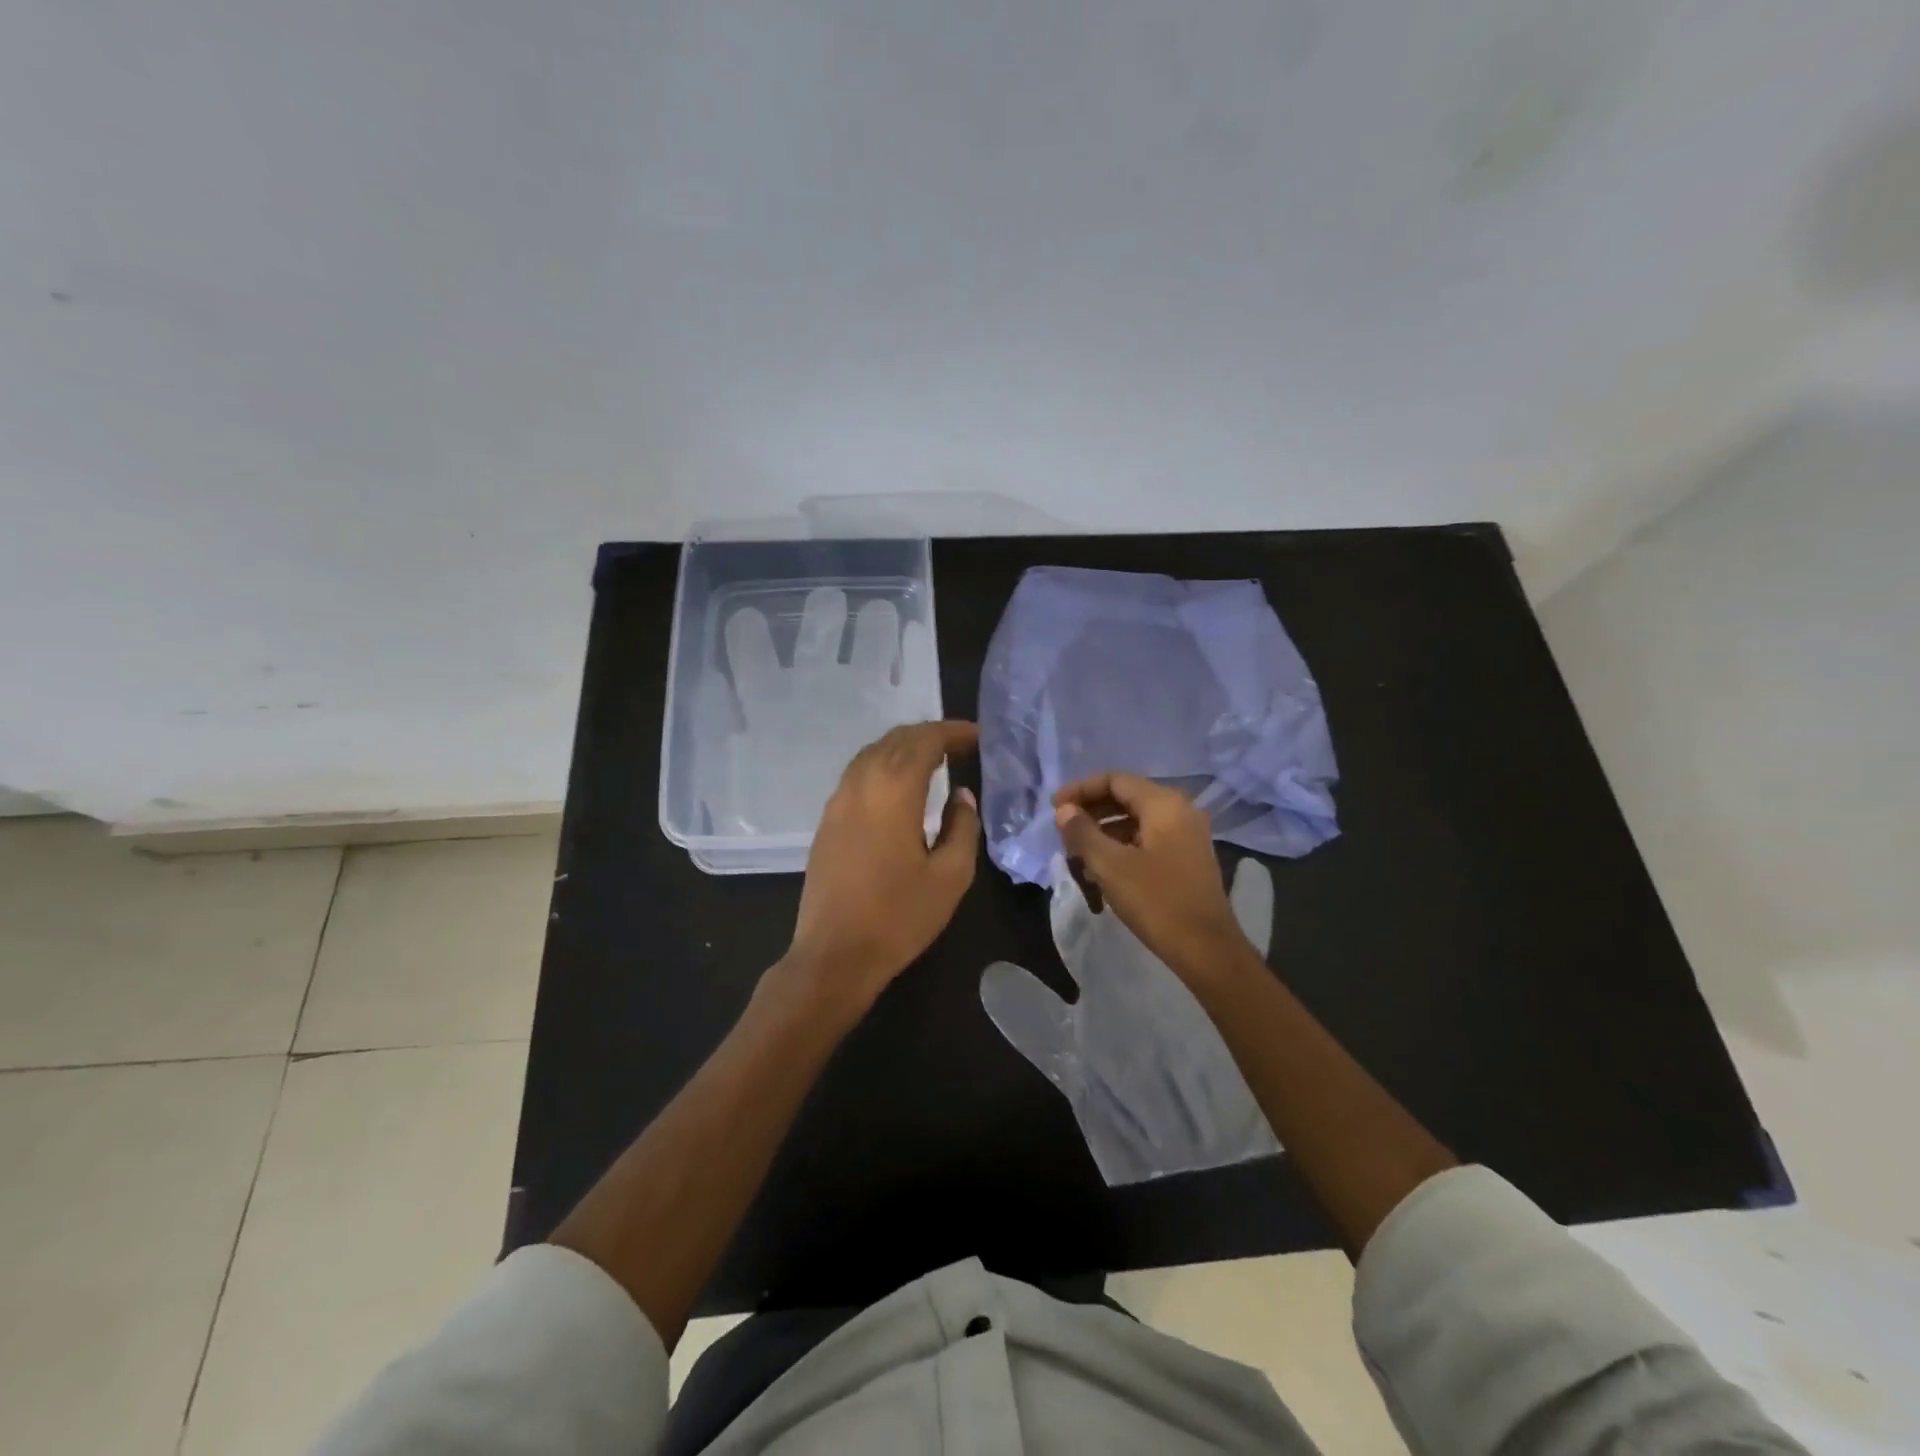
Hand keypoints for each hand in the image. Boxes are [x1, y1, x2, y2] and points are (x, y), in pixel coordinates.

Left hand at [782, 721, 980, 1015]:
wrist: (835, 954)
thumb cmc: (899, 917)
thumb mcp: (950, 876)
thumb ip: (963, 827)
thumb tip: (961, 795)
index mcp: (894, 791)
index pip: (925, 741)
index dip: (953, 732)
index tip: (978, 736)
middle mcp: (861, 784)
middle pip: (895, 739)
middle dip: (929, 735)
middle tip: (960, 745)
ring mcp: (838, 801)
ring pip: (872, 753)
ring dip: (903, 747)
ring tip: (933, 760)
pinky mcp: (827, 820)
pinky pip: (857, 773)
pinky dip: (883, 765)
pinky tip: (899, 786)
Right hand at [1053, 772, 1255, 981]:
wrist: (1206, 949)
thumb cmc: (1156, 901)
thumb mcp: (1110, 865)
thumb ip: (1082, 832)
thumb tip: (1064, 810)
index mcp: (1164, 804)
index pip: (1115, 780)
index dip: (1081, 789)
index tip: (1054, 808)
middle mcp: (1180, 811)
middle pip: (1126, 798)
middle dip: (1091, 811)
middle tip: (1062, 830)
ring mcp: (1187, 836)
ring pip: (1136, 821)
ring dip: (1103, 831)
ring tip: (1076, 853)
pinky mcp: (1187, 859)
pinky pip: (1147, 840)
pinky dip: (1121, 846)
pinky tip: (1101, 870)